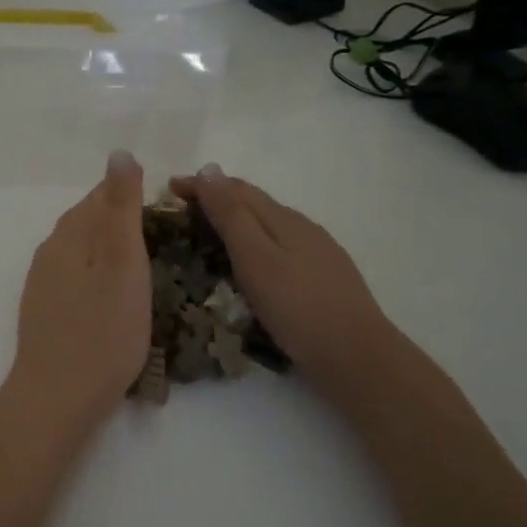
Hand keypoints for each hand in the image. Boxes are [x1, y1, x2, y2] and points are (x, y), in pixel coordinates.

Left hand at [7, 150, 150, 431]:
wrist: (58, 397)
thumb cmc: (102, 330)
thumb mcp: (121, 263)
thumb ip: (120, 208)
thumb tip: (119, 153)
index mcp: (69, 234)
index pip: (100, 196)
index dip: (133, 194)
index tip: (168, 207)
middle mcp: (50, 251)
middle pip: (88, 221)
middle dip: (121, 219)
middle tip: (164, 235)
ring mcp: (43, 283)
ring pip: (81, 250)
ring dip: (109, 248)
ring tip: (145, 264)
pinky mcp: (45, 311)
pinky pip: (76, 277)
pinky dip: (99, 275)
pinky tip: (114, 295)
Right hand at [171, 165, 387, 388]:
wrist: (357, 356)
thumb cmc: (298, 308)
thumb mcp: (256, 259)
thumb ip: (232, 216)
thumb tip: (210, 170)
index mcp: (283, 219)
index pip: (235, 189)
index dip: (201, 185)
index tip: (169, 187)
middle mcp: (302, 227)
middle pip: (254, 202)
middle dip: (216, 198)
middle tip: (182, 207)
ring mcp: (317, 251)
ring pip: (268, 223)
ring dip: (235, 219)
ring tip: (208, 231)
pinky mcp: (323, 276)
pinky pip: (279, 244)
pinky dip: (254, 241)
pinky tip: (251, 261)